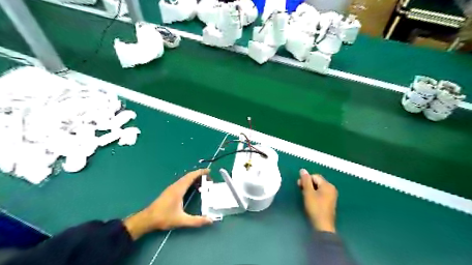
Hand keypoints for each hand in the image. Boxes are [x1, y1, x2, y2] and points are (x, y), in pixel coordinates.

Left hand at [125, 170, 213, 239]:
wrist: (147, 219)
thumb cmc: (163, 218)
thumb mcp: (181, 220)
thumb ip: (196, 221)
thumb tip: (210, 220)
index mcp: (179, 189)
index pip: (191, 176)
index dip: (200, 172)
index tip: (209, 171)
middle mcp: (175, 186)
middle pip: (189, 176)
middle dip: (199, 175)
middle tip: (209, 179)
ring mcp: (172, 188)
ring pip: (185, 179)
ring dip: (194, 178)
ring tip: (203, 184)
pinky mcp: (170, 191)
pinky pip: (182, 182)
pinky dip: (190, 182)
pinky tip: (193, 189)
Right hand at [296, 169, 336, 231]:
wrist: (322, 225)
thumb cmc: (315, 207)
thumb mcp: (308, 192)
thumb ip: (305, 180)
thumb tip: (303, 170)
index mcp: (328, 185)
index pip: (314, 176)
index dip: (306, 179)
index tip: (299, 185)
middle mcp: (331, 188)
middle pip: (317, 181)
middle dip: (308, 184)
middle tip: (300, 190)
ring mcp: (331, 195)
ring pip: (318, 187)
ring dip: (310, 189)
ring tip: (304, 195)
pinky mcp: (329, 202)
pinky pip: (320, 193)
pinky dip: (314, 194)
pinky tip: (310, 200)